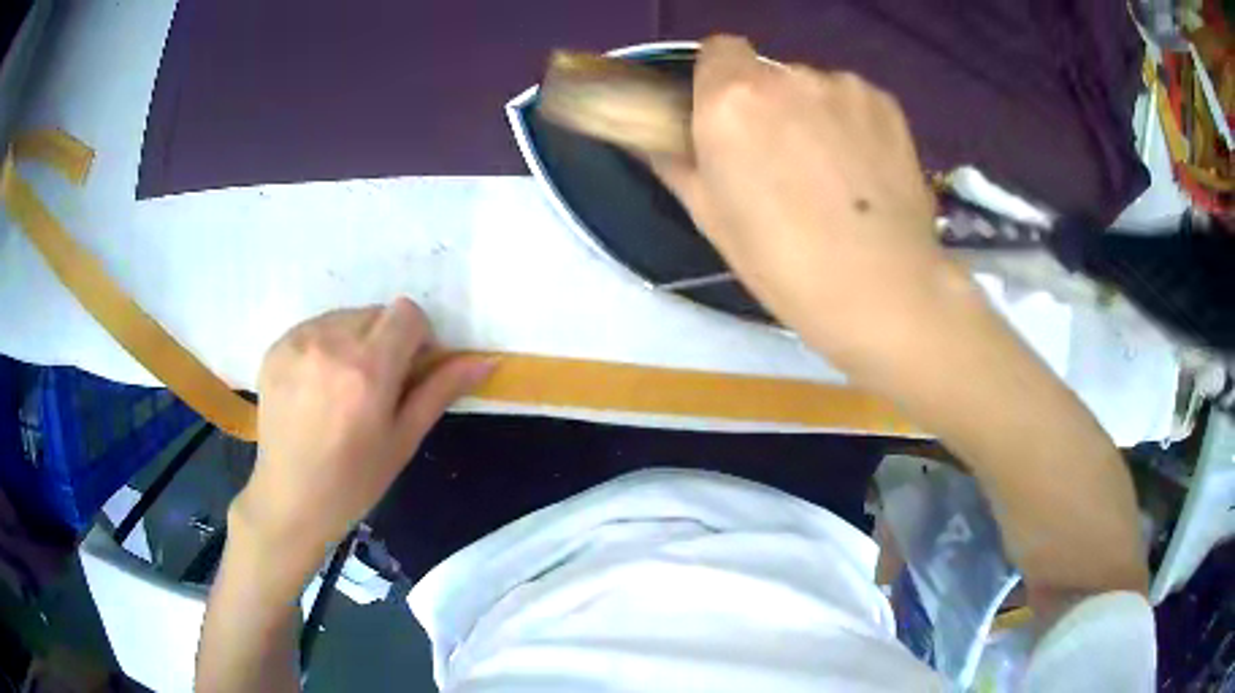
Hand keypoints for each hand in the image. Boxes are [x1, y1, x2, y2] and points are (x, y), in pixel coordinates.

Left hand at [231, 298, 494, 578]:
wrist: (291, 498)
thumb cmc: (355, 480)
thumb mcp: (404, 439)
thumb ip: (440, 390)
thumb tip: (485, 360)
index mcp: (368, 369)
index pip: (407, 313)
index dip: (417, 337)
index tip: (411, 370)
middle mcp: (330, 343)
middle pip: (376, 312)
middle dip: (386, 340)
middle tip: (377, 384)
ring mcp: (298, 342)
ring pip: (345, 317)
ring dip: (355, 340)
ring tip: (343, 386)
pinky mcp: (276, 346)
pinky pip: (315, 327)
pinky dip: (325, 346)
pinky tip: (318, 386)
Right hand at [654, 36, 961, 366]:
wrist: (883, 290)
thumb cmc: (785, 265)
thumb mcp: (712, 219)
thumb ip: (678, 163)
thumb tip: (656, 140)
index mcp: (730, 102)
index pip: (718, 49)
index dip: (719, 79)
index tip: (729, 118)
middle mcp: (785, 78)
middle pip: (766, 72)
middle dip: (767, 103)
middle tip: (781, 158)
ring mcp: (842, 86)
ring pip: (812, 86)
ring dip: (811, 112)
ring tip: (830, 172)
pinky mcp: (885, 103)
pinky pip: (852, 99)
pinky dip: (851, 122)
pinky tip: (863, 170)